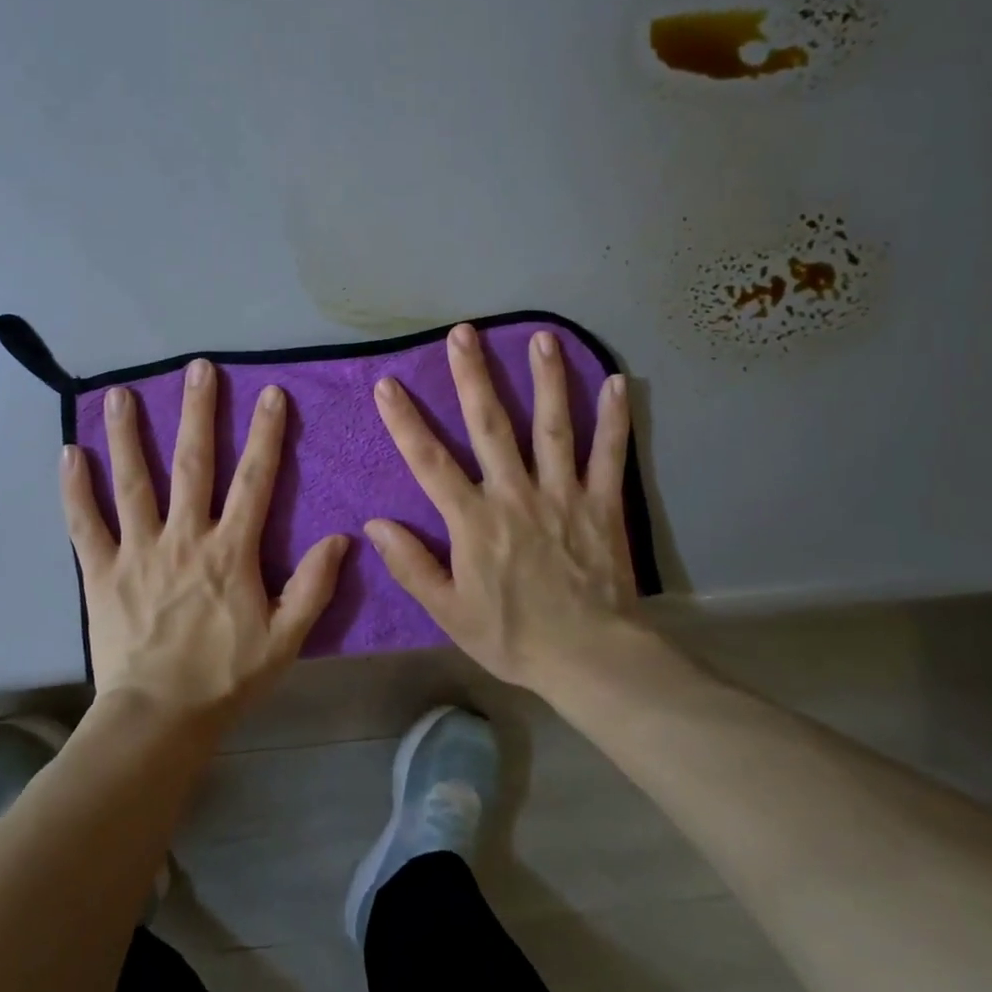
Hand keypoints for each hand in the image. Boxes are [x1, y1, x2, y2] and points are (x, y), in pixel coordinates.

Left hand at [61, 360, 350, 731]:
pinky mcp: (100, 571)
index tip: (271, 394)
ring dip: (130, 435)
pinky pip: (84, 523)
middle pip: (193, 463)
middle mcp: (184, 537)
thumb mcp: (286, 638)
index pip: (254, 480)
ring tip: (123, 393)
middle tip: (198, 368)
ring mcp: (138, 550)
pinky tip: (69, 454)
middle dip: (198, 412)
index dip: (266, 435)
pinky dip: (75, 489)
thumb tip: (342, 538)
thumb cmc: (225, 677)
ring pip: (134, 481)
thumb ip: (314, 586)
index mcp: (230, 550)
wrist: (158, 718)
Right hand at [365, 324, 642, 690]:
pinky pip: (609, 454)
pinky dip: (614, 419)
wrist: (590, 658)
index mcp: (474, 521)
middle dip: (473, 376)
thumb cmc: (513, 636)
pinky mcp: (602, 503)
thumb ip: (411, 565)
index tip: (388, 385)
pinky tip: (618, 382)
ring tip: (541, 337)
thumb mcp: (449, 612)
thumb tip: (374, 524)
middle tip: (463, 332)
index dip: (405, 422)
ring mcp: (562, 494)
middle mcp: (515, 494)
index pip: (430, 462)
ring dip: (545, 379)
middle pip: (490, 425)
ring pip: (552, 426)